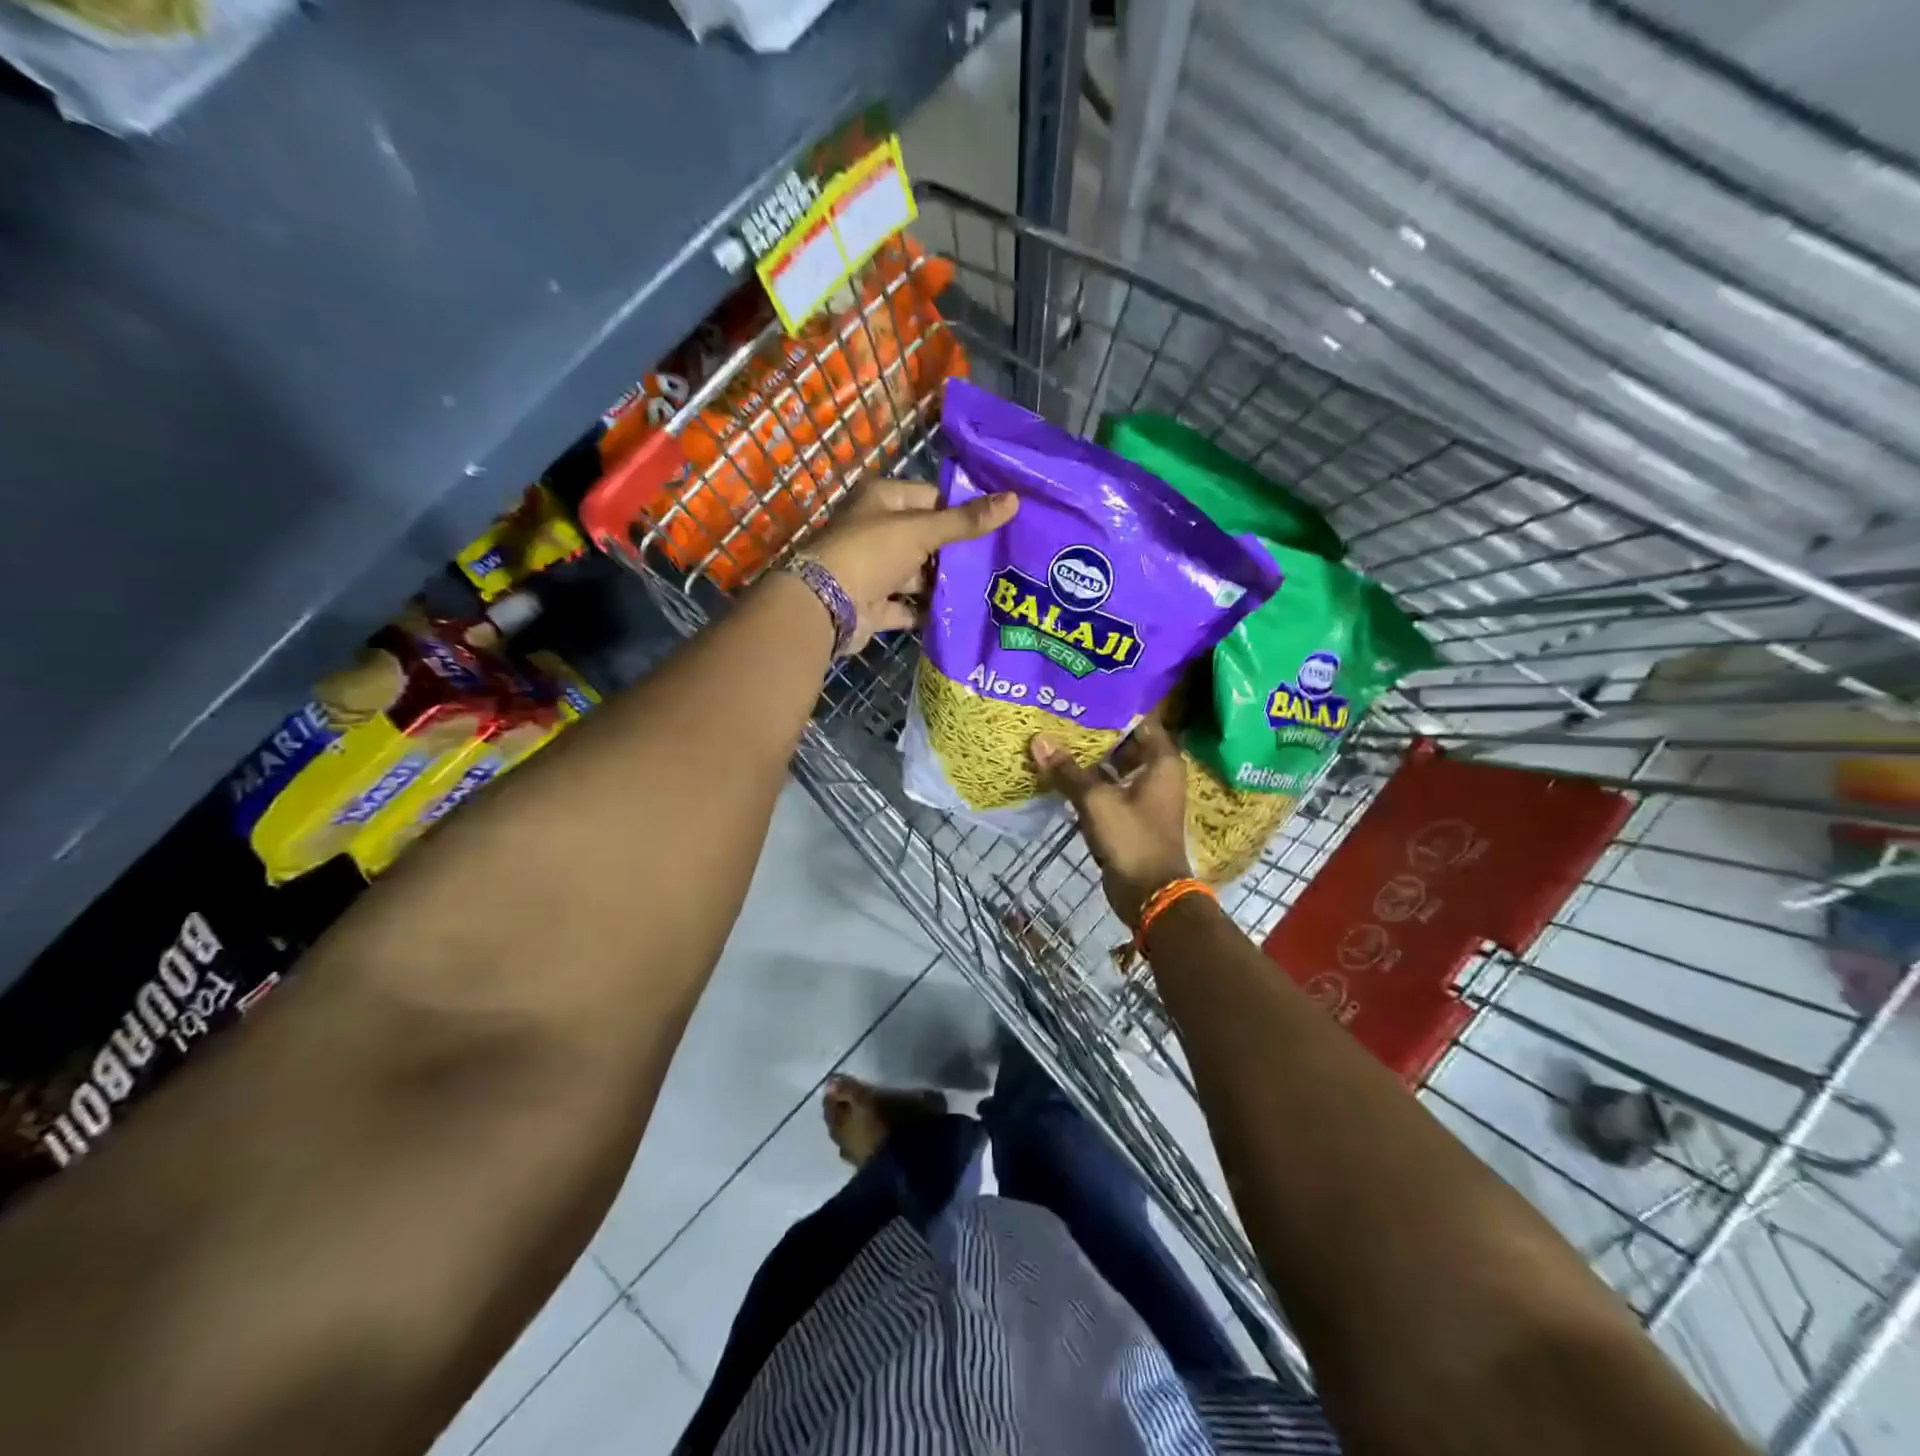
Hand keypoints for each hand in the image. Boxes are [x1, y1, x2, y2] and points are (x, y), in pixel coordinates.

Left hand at [801, 480, 1017, 652]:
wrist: (825, 606)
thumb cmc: (871, 553)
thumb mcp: (921, 531)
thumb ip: (965, 522)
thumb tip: (1015, 500)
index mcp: (884, 501)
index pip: (932, 498)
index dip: (962, 509)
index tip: (997, 524)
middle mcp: (878, 532)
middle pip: (927, 538)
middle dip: (957, 552)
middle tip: (998, 561)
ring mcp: (876, 570)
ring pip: (919, 574)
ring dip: (944, 583)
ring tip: (986, 589)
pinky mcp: (876, 605)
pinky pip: (909, 607)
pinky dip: (928, 612)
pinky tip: (960, 615)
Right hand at [1030, 719, 1193, 927]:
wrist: (1149, 894)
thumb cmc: (1131, 839)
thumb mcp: (1096, 801)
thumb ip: (1068, 771)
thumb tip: (1038, 740)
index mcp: (1162, 763)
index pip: (1142, 721)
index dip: (1116, 708)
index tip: (1087, 695)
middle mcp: (1158, 775)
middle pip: (1126, 744)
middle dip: (1097, 733)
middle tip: (1064, 713)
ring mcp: (1144, 798)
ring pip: (1115, 769)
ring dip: (1090, 759)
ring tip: (1057, 738)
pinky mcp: (1130, 817)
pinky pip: (1108, 790)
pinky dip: (1090, 782)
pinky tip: (1062, 773)